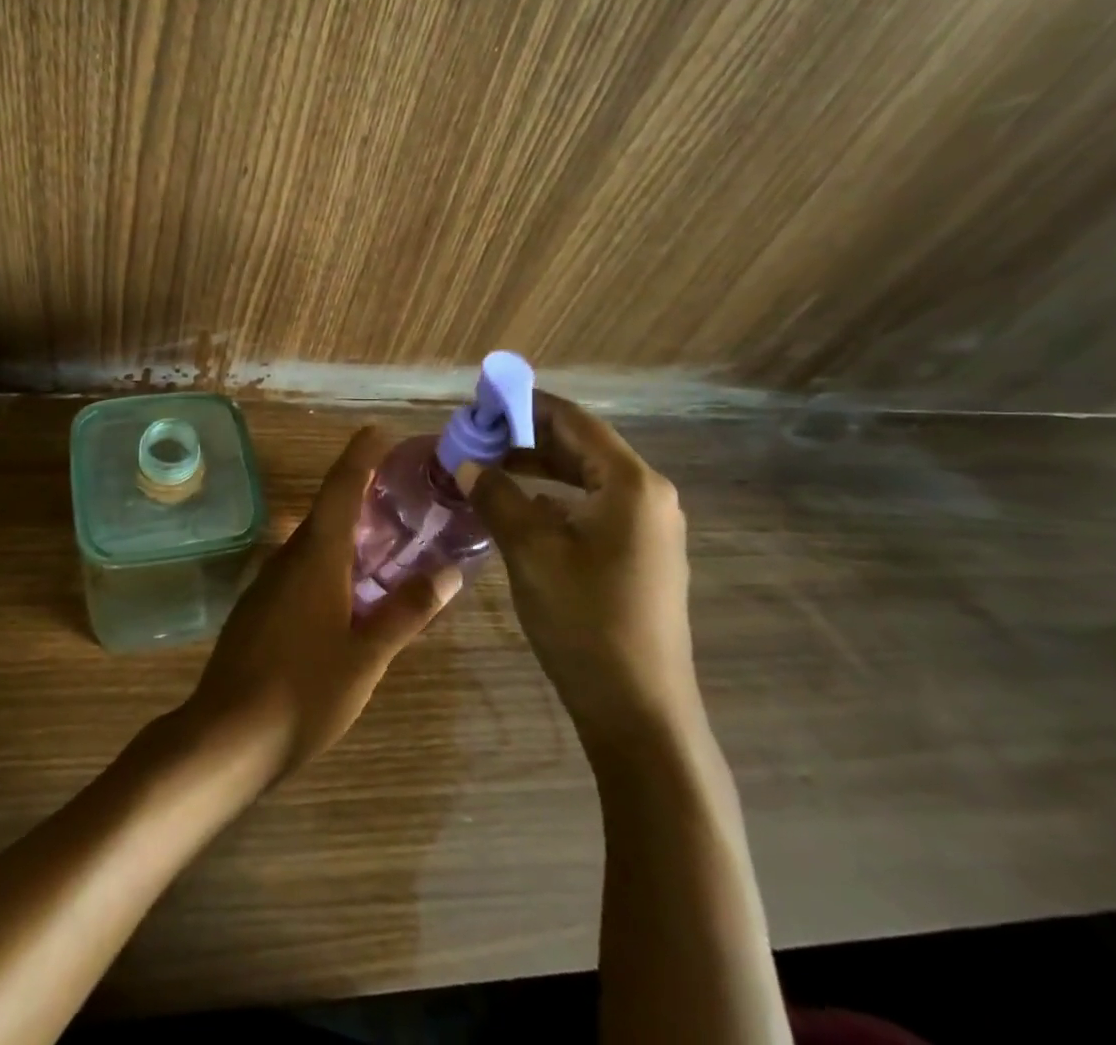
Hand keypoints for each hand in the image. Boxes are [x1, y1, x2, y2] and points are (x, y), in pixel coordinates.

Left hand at [180, 426, 460, 781]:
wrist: (227, 735)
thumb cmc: (304, 691)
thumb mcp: (367, 655)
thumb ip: (407, 611)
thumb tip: (451, 573)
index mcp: (316, 556)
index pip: (341, 488)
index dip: (360, 455)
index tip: (381, 431)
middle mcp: (288, 557)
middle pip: (328, 512)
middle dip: (362, 496)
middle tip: (403, 494)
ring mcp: (268, 583)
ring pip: (314, 543)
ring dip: (348, 534)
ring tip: (388, 541)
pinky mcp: (260, 608)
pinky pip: (301, 569)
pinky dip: (331, 563)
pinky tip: (351, 590)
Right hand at [463, 393, 698, 755]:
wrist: (639, 713)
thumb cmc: (585, 621)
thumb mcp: (530, 551)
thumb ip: (496, 496)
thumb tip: (466, 463)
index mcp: (630, 483)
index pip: (573, 420)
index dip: (525, 405)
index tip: (480, 402)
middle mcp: (648, 495)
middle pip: (581, 446)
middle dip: (526, 438)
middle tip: (475, 438)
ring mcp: (649, 528)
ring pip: (585, 478)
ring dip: (538, 469)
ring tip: (489, 469)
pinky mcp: (641, 555)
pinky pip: (593, 508)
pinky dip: (555, 499)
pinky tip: (520, 510)